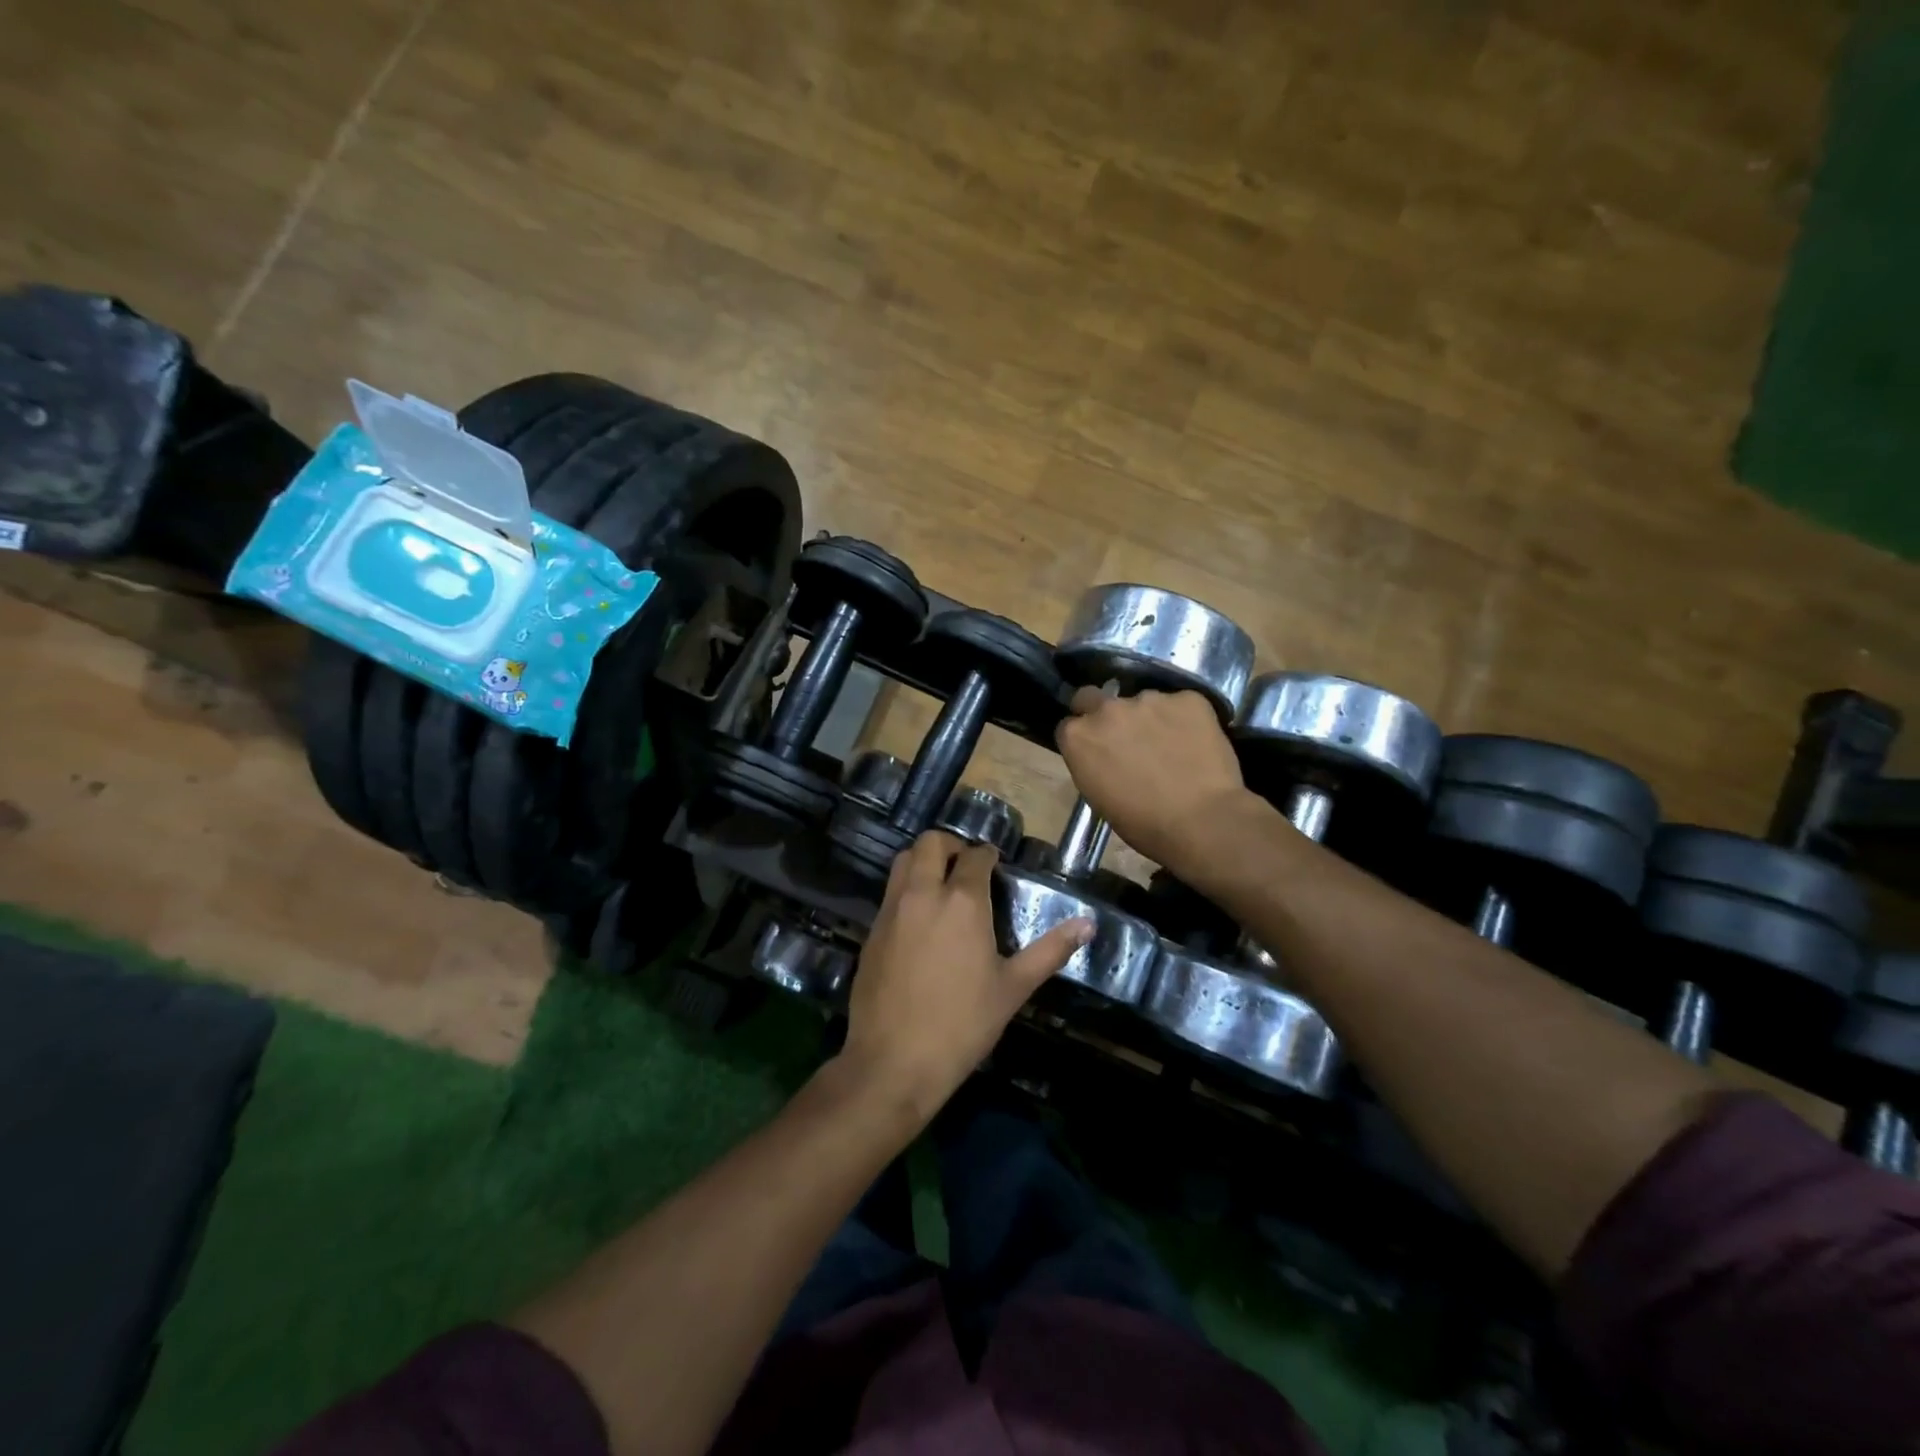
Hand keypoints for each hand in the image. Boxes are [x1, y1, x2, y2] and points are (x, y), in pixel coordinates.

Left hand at [840, 832, 1090, 1123]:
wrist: (894, 1061)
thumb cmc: (963, 1024)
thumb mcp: (1013, 988)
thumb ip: (1051, 950)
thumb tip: (1088, 924)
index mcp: (963, 902)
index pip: (976, 856)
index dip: (988, 854)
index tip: (996, 863)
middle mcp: (924, 893)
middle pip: (931, 843)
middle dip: (951, 845)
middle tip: (967, 866)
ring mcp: (892, 910)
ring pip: (904, 860)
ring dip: (924, 859)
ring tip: (942, 883)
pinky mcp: (872, 930)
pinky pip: (890, 891)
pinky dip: (907, 887)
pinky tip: (920, 917)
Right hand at [1055, 686, 1258, 875]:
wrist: (1201, 821)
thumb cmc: (1143, 823)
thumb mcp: (1099, 797)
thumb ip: (1093, 764)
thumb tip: (1104, 756)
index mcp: (1078, 736)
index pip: (1069, 725)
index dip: (1084, 738)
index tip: (1097, 752)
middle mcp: (1107, 709)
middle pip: (1094, 698)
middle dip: (1102, 712)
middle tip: (1124, 738)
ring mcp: (1149, 698)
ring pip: (1142, 702)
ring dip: (1148, 718)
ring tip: (1170, 746)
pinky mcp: (1187, 698)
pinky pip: (1181, 704)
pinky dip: (1184, 719)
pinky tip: (1195, 743)